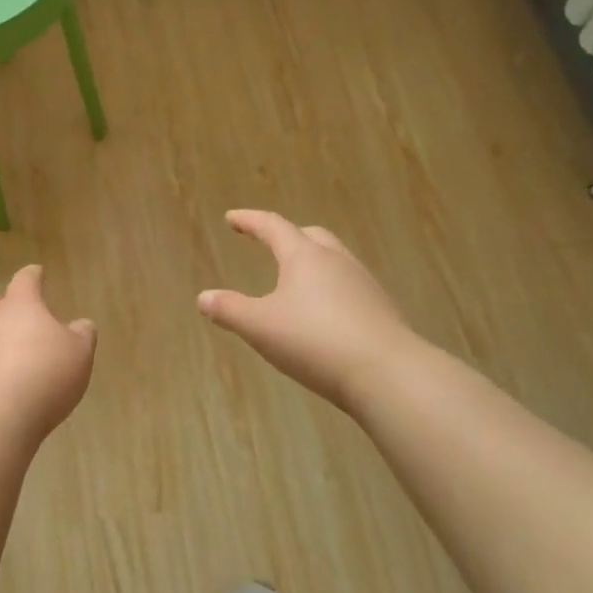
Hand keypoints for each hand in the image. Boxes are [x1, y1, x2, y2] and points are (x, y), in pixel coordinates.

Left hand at [0, 265, 96, 437]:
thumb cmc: (45, 374)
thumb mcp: (79, 354)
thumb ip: (82, 335)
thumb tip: (81, 324)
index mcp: (20, 305)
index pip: (25, 280)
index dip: (33, 276)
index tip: (37, 273)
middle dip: (6, 307)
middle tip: (21, 317)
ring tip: (8, 356)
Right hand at [198, 210, 418, 411]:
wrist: (388, 374)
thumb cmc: (315, 341)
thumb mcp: (260, 327)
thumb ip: (229, 310)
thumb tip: (203, 297)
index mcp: (305, 257)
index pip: (273, 227)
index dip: (250, 221)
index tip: (232, 218)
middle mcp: (337, 262)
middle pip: (311, 237)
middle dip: (288, 238)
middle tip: (270, 244)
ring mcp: (364, 285)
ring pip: (335, 262)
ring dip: (312, 265)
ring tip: (296, 283)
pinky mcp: (381, 311)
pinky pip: (349, 288)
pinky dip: (330, 291)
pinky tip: (324, 315)